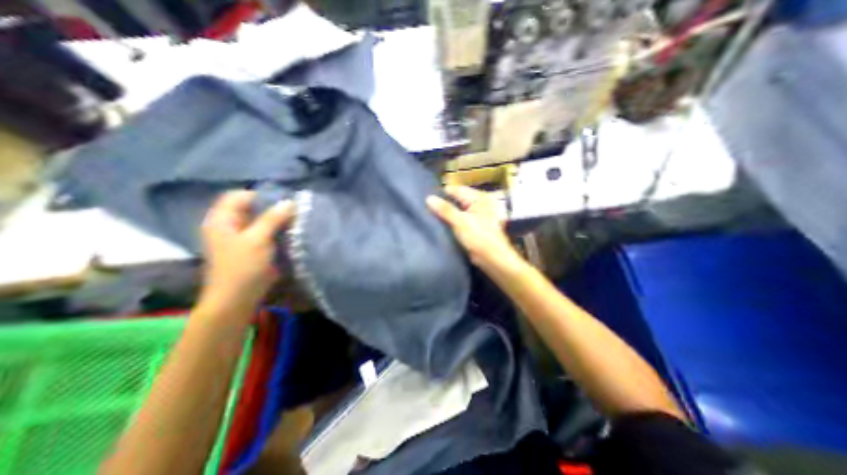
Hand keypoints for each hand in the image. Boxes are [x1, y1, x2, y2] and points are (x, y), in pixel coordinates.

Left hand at [199, 191, 294, 320]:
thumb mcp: (259, 239)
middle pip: (248, 210)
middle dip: (270, 210)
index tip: (282, 203)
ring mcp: (234, 242)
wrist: (233, 304)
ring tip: (292, 226)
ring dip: (273, 224)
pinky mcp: (244, 254)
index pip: (239, 195)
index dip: (260, 196)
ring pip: (256, 224)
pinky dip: (272, 236)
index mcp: (221, 220)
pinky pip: (259, 238)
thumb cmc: (242, 268)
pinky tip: (286, 241)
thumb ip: (273, 218)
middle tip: (291, 214)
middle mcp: (225, 227)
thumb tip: (289, 202)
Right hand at [426, 186, 519, 270]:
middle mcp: (479, 203)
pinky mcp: (475, 226)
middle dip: (443, 203)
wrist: (493, 258)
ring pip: (457, 210)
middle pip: (457, 199)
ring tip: (429, 215)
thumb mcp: (460, 222)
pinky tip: (439, 224)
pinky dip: (451, 221)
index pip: (456, 190)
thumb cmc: (479, 237)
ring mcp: (478, 215)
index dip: (442, 193)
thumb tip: (428, 198)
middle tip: (425, 207)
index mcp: (479, 198)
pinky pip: (460, 219)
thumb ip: (445, 209)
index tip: (425, 198)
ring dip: (446, 213)